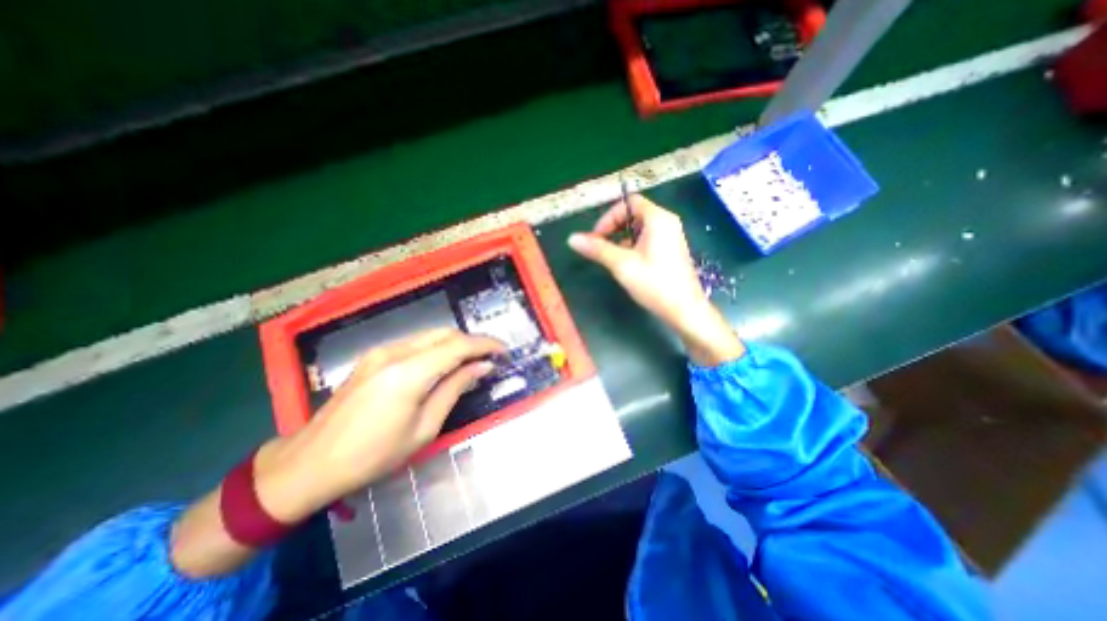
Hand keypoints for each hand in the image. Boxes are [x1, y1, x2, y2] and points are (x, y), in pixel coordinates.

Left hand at [173, 331, 501, 575]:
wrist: (309, 464)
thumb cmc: (372, 455)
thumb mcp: (424, 428)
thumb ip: (454, 389)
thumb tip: (481, 367)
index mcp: (408, 372)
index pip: (458, 345)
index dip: (486, 345)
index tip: (504, 351)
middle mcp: (395, 352)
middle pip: (445, 334)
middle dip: (472, 342)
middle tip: (490, 358)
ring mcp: (381, 352)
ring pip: (430, 336)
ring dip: (455, 344)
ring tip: (472, 361)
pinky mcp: (373, 357)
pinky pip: (415, 344)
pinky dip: (437, 349)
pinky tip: (444, 364)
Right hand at [570, 196, 741, 366]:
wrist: (684, 310)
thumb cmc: (654, 284)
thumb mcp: (622, 265)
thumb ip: (597, 249)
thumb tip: (572, 239)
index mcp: (658, 219)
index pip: (629, 203)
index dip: (609, 217)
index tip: (596, 237)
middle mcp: (667, 223)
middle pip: (634, 214)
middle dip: (614, 228)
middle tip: (601, 247)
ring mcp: (671, 237)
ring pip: (639, 229)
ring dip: (622, 239)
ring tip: (613, 258)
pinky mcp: (670, 251)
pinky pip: (647, 240)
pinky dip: (633, 247)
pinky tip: (627, 265)